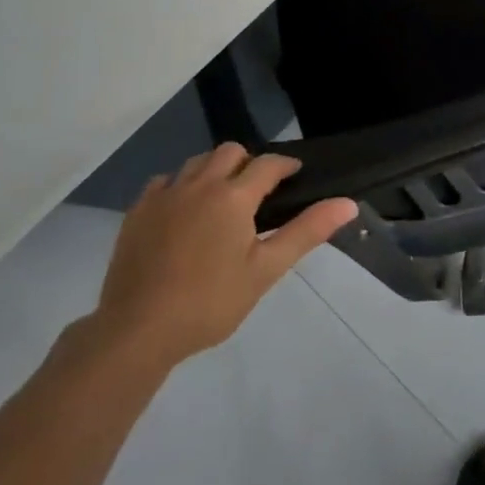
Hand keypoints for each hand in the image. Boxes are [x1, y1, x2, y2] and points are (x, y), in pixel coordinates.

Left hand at [87, 144, 356, 369]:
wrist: (136, 332)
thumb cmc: (210, 303)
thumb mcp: (266, 270)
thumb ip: (306, 231)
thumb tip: (348, 203)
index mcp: (233, 196)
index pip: (268, 164)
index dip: (285, 166)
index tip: (295, 176)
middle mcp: (199, 184)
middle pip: (230, 152)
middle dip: (249, 163)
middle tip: (258, 192)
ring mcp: (164, 195)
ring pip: (196, 162)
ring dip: (215, 169)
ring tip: (222, 199)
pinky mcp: (137, 211)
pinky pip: (165, 181)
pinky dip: (180, 186)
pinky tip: (184, 211)